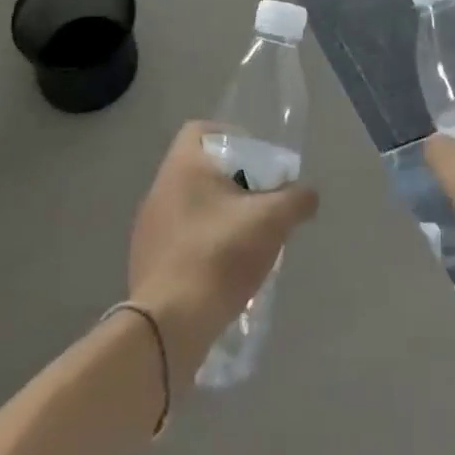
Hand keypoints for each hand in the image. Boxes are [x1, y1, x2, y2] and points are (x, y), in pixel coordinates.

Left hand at [128, 122, 318, 380]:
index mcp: (182, 165)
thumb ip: (296, 199)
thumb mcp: (272, 220)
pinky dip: (202, 247)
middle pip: (200, 170)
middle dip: (232, 183)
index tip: (256, 161)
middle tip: (260, 203)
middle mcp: (159, 188)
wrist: (170, 324)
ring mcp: (148, 228)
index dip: (231, 137)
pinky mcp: (146, 263)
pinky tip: (223, 271)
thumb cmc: (220, 254)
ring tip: (246, 240)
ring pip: (190, 207)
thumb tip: (308, 194)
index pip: (201, 130)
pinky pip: (179, 241)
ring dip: (218, 217)